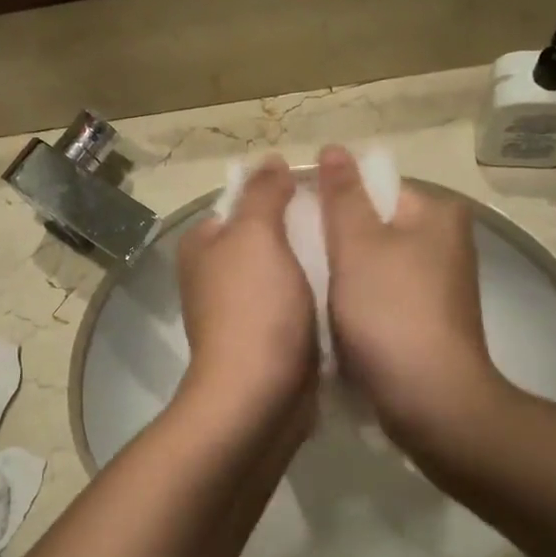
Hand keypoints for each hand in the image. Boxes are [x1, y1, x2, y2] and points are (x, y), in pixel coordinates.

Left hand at [175, 156, 317, 443]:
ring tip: (352, 251)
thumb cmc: (254, 307)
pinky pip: (293, 305)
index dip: (279, 193)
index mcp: (203, 245)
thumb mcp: (256, 235)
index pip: (241, 203)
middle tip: (344, 222)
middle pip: (264, 237)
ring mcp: (238, 310)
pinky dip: (314, 297)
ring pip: (282, 272)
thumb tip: (268, 161)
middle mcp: (214, 275)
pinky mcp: (264, 340)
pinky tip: (345, 291)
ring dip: (312, 264)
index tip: (321, 192)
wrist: (258, 395)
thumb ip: (263, 193)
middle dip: (301, 229)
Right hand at [318, 145, 513, 460]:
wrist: (429, 400)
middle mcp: (445, 242)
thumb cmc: (390, 312)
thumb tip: (333, 149)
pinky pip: (381, 294)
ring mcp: (438, 284)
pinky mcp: (427, 318)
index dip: (330, 200)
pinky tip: (329, 314)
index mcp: (437, 214)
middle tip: (293, 254)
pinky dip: (357, 299)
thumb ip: (342, 195)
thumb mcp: (357, 245)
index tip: (294, 222)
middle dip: (333, 238)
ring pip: (373, 262)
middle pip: (373, 225)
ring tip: (305, 285)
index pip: (373, 187)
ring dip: (340, 271)